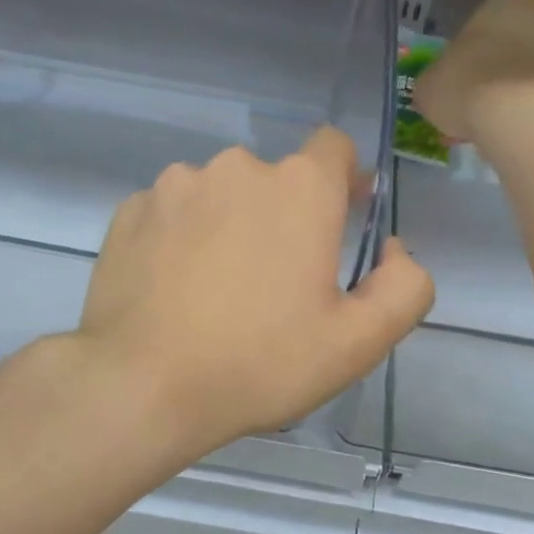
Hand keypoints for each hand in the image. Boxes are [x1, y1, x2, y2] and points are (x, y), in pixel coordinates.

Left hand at [76, 127, 433, 454]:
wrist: (142, 386)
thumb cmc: (259, 364)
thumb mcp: (358, 342)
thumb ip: (404, 286)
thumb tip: (392, 249)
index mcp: (299, 188)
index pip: (333, 147)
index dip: (342, 180)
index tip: (337, 222)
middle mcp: (236, 167)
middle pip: (275, 180)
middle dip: (283, 217)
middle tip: (274, 285)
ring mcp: (174, 185)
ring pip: (219, 195)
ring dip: (228, 226)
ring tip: (217, 291)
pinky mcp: (129, 211)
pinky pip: (172, 213)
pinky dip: (180, 238)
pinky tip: (173, 289)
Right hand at [413, 0, 533, 142]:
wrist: (514, 120)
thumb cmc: (466, 82)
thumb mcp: (430, 82)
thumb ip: (438, 77)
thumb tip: (436, 87)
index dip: (496, 17)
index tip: (478, 41)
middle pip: (533, 29)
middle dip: (515, 50)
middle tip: (486, 77)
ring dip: (523, 81)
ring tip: (493, 111)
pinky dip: (530, 108)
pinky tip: (507, 127)